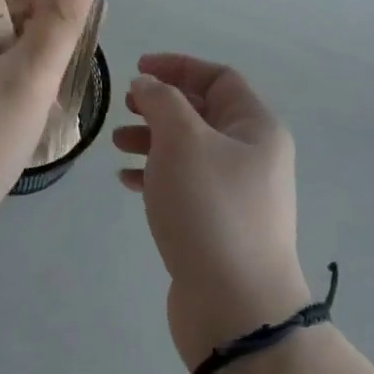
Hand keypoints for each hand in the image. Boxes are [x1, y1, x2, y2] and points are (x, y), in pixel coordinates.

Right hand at [114, 55, 310, 368]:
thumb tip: (149, 84)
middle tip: (126, 107)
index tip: (137, 69)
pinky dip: (156, 175)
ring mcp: (236, 193)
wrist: (235, 307)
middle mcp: (252, 155)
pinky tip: (127, 182)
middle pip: (203, 113)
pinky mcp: (217, 225)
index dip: (178, 66)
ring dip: (152, 139)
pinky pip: (184, 185)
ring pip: (189, 149)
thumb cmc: (210, 209)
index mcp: (256, 128)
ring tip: (118, 144)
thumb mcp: (182, 140)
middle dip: (161, 104)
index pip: (218, 78)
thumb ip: (162, 102)